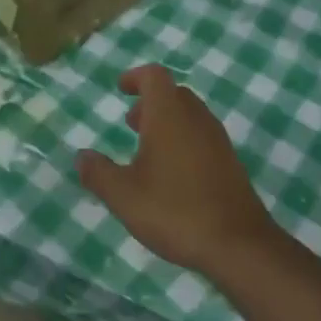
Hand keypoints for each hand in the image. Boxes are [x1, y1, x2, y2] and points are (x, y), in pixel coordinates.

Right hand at [76, 65, 275, 274]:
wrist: (239, 245)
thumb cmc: (175, 211)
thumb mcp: (124, 196)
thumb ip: (98, 173)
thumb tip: (82, 157)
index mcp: (169, 115)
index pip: (154, 76)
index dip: (135, 77)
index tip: (120, 89)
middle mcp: (196, 119)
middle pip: (173, 94)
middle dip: (150, 102)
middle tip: (130, 123)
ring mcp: (218, 141)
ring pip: (190, 116)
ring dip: (167, 122)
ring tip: (147, 150)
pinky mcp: (230, 163)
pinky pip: (202, 137)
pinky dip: (183, 141)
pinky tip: (172, 175)